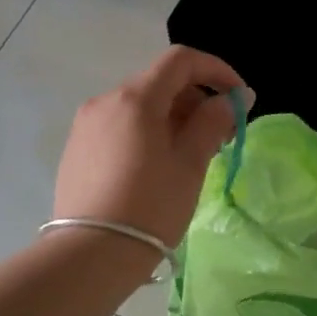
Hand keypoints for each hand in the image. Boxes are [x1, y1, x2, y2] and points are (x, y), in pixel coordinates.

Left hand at [53, 46, 247, 249]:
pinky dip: (147, 132)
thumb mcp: (190, 164)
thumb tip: (231, 100)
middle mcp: (106, 100)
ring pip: (140, 106)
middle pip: (160, 82)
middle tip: (222, 134)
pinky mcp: (77, 149)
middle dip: (196, 99)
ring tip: (193, 153)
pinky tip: (158, 165)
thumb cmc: (150, 207)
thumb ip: (212, 123)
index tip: (239, 99)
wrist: (90, 254)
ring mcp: (87, 125)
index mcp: (135, 98)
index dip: (217, 71)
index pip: (181, 60)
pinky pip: (120, 126)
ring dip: (173, 117)